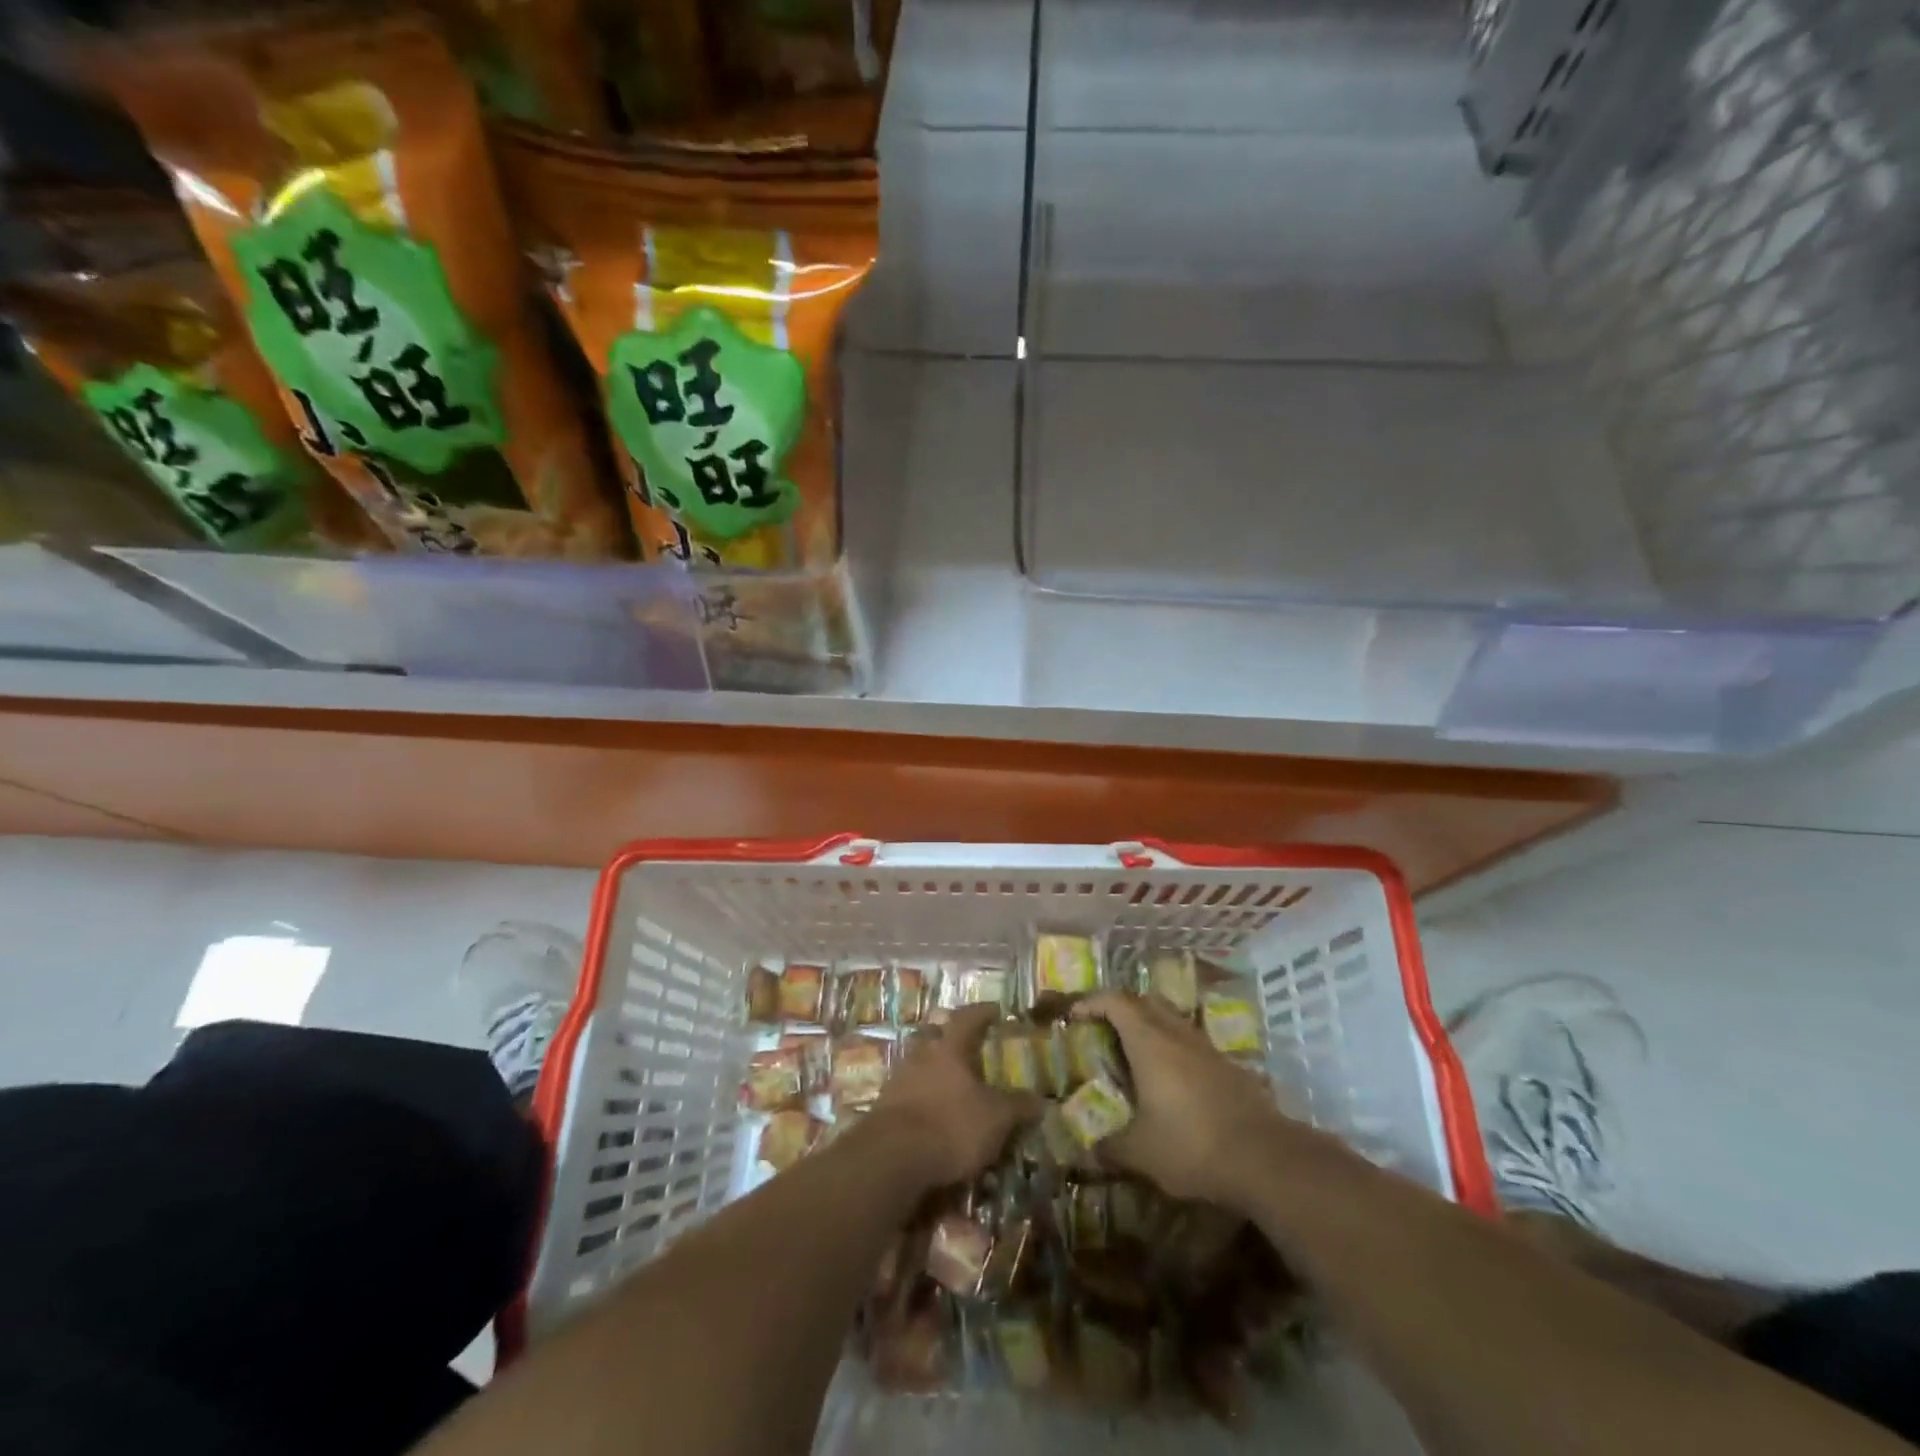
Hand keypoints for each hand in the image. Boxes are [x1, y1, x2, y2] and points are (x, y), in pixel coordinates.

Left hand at [867, 1004, 1041, 1188]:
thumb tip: (1041, 1100)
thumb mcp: (995, 1119)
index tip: (995, 1009)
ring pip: (920, 1063)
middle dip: (951, 1037)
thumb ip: (1018, 1107)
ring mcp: (898, 1079)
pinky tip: (933, 1112)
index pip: (967, 1018)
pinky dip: (922, 1096)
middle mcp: (921, 1055)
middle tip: (968, 1045)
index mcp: (949, 1048)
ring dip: (934, 1069)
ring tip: (952, 1083)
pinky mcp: (884, 1106)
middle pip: (935, 1035)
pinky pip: (908, 1091)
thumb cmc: (951, 1126)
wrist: (892, 1157)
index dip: (982, 1012)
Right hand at [1074, 992, 1297, 1208]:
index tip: (1075, 1015)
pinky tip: (1173, 1083)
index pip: (1116, 1002)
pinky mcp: (1230, 1067)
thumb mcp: (1141, 1153)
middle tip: (1105, 1029)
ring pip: (1173, 1020)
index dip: (1092, 1002)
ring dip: (1152, 1027)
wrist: (1265, 1158)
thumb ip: (1111, 1148)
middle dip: (1122, 1008)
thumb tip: (1089, 1152)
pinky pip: (1193, 1045)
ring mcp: (1207, 1048)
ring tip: (1137, 1055)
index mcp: (1149, 1042)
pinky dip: (1176, 1051)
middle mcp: (1177, 1034)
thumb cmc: (1192, 1145)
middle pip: (1146, 1001)